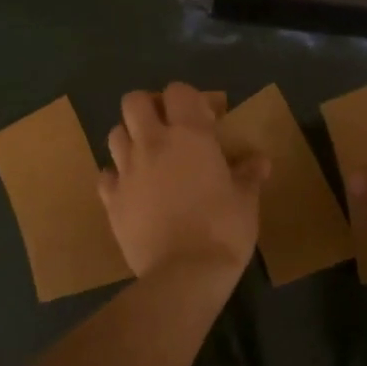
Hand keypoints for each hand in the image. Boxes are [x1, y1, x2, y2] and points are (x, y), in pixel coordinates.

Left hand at [98, 82, 267, 278]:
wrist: (184, 273)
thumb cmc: (223, 229)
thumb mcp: (246, 200)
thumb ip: (248, 174)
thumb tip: (260, 161)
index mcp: (189, 135)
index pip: (179, 91)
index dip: (191, 99)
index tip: (207, 119)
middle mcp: (152, 143)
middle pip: (134, 101)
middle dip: (149, 107)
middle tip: (168, 128)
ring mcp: (126, 170)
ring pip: (115, 133)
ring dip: (130, 137)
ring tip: (149, 157)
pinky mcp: (111, 200)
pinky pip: (106, 175)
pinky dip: (116, 176)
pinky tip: (132, 189)